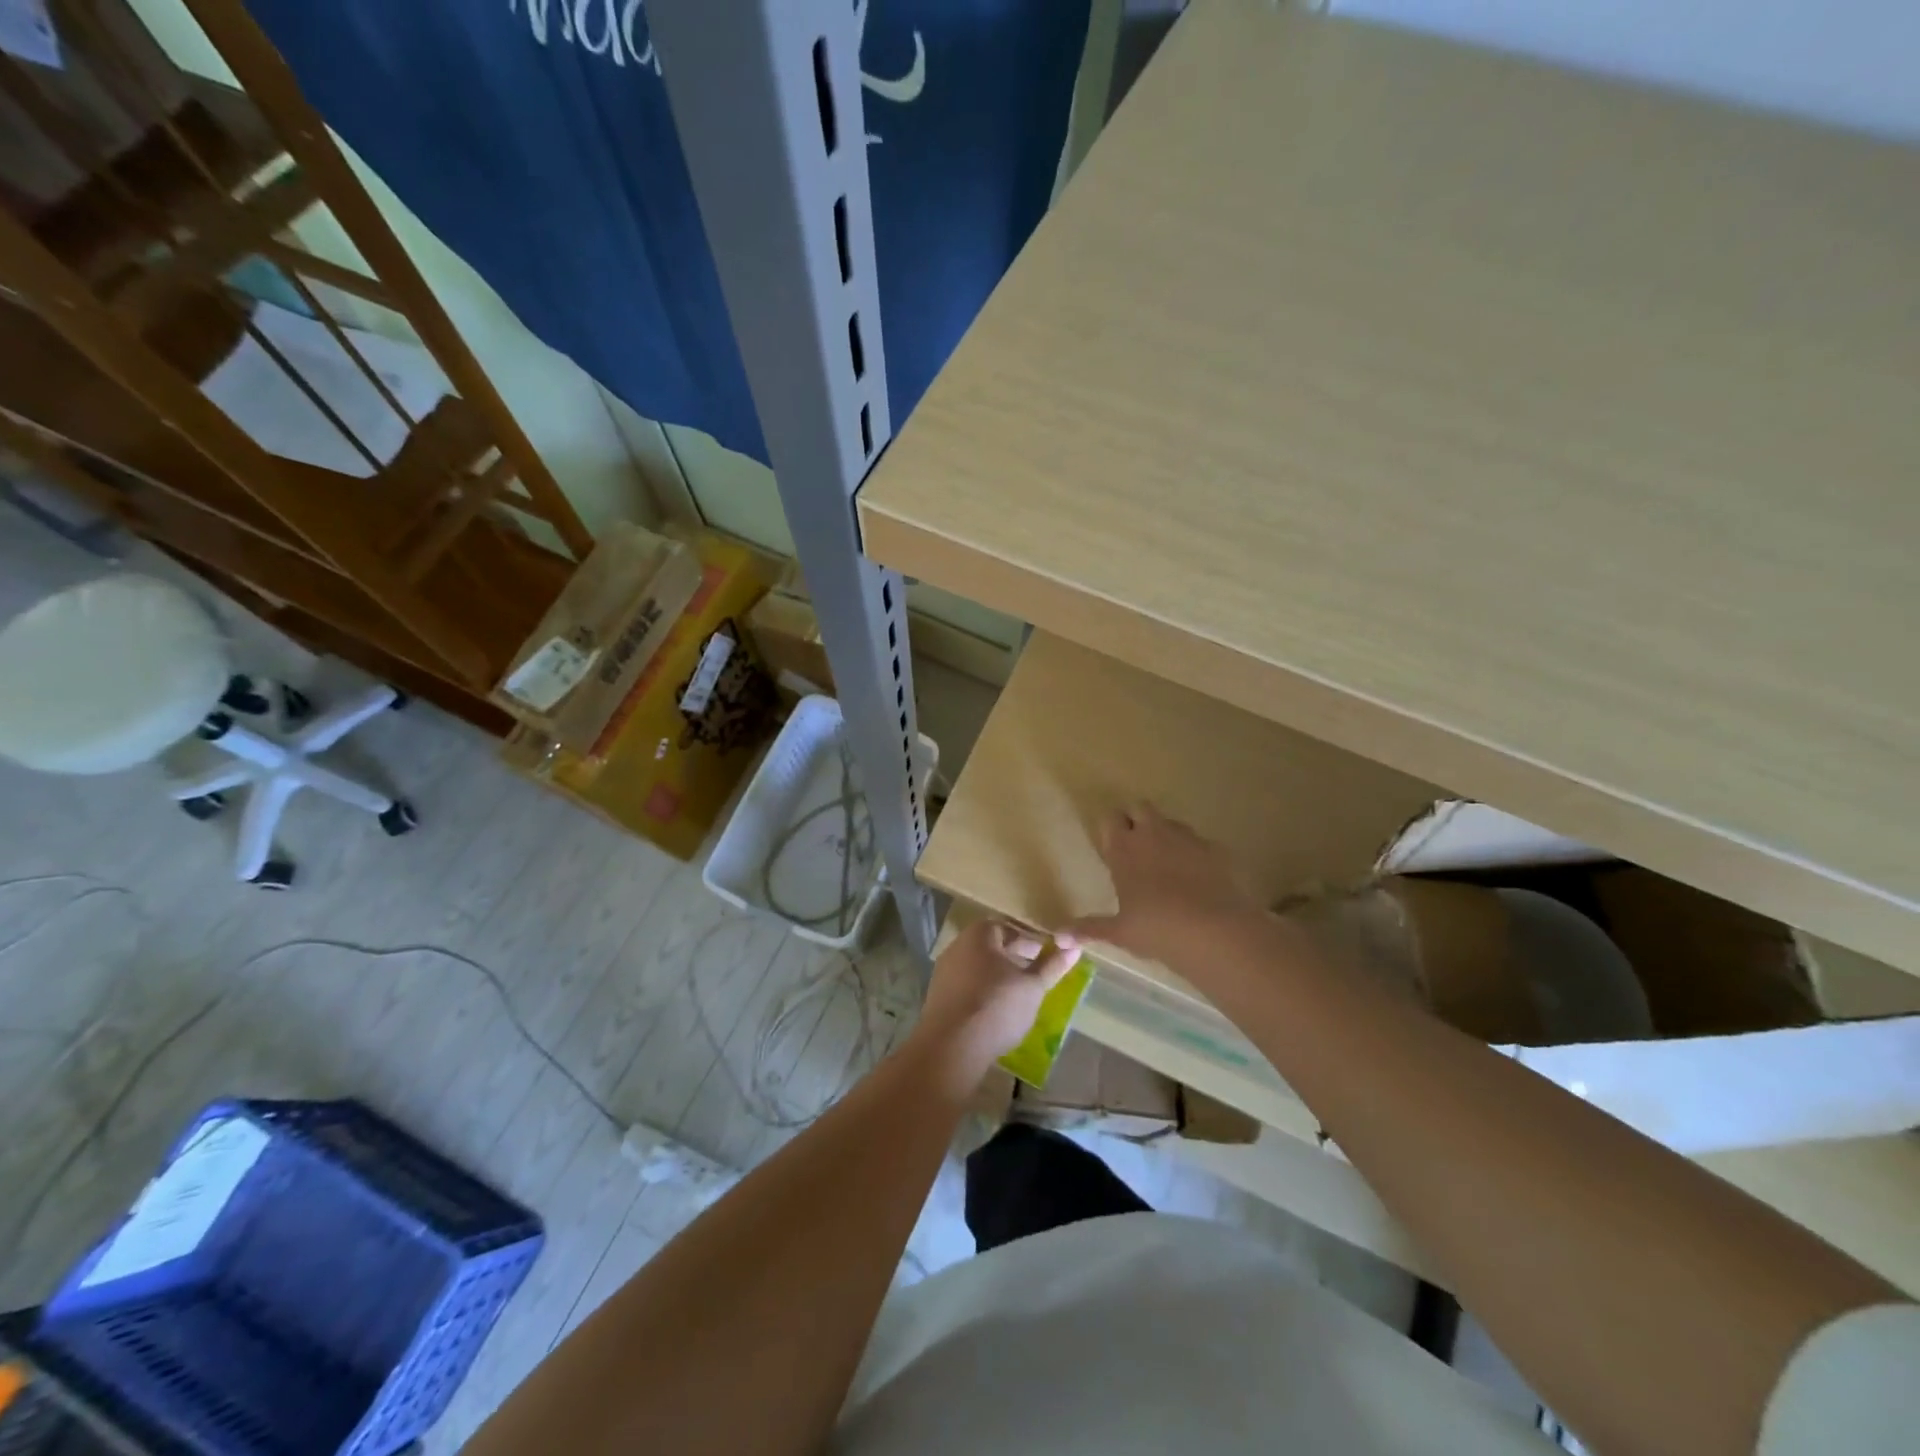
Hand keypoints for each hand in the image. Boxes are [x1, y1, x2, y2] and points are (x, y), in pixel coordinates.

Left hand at [910, 920, 1081, 1090]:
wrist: (951, 1047)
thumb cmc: (997, 1006)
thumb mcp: (1033, 987)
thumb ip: (1052, 965)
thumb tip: (1074, 947)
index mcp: (979, 934)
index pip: (1008, 928)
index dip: (1029, 942)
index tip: (1045, 957)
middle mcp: (957, 946)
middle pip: (991, 947)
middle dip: (1014, 959)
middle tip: (1035, 977)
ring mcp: (944, 971)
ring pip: (978, 967)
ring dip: (998, 977)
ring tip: (1019, 996)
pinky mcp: (938, 996)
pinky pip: (966, 986)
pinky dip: (982, 992)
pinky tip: (995, 1011)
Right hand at [1067, 803, 1262, 961]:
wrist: (1214, 932)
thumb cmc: (1156, 929)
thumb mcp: (1119, 932)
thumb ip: (1089, 928)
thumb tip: (1058, 936)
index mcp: (1124, 848)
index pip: (1110, 818)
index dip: (1111, 828)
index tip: (1112, 847)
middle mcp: (1153, 834)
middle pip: (1140, 807)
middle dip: (1136, 820)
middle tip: (1135, 848)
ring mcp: (1187, 838)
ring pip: (1170, 822)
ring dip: (1165, 834)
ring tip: (1166, 864)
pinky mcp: (1215, 849)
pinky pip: (1199, 842)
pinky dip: (1194, 853)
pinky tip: (1197, 878)